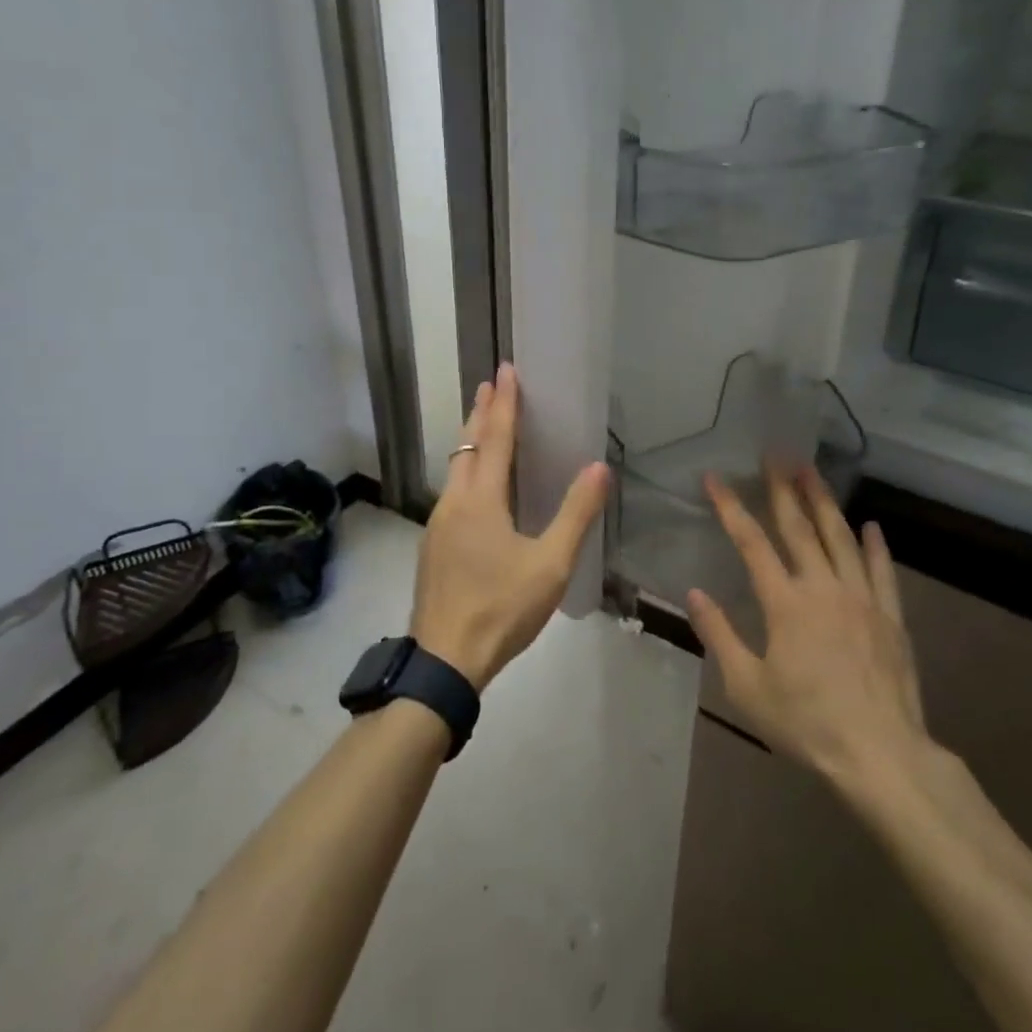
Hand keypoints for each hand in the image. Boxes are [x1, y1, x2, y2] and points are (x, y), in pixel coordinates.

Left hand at [410, 364, 609, 690]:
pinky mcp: (433, 545)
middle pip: (467, 445)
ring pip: (455, 468)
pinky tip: (476, 485)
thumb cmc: (501, 608)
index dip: (504, 403)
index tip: (506, 370)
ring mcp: (438, 524)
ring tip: (484, 424)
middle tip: (491, 384)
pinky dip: (466, 469)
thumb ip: (575, 514)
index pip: (496, 438)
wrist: (444, 661)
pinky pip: (452, 490)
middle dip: (481, 412)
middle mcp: (454, 502)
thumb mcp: (550, 565)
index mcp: (480, 500)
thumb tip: (598, 467)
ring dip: (471, 440)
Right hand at [688, 465, 942, 798]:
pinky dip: (876, 546)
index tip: (715, 478)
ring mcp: (862, 600)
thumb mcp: (747, 687)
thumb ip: (719, 635)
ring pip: (842, 538)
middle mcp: (824, 588)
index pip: (752, 543)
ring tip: (813, 471)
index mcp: (785, 603)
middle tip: (776, 454)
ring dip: (825, 501)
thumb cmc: (806, 723)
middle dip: (784, 488)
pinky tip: (871, 525)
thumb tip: (695, 593)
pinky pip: (883, 572)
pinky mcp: (891, 618)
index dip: (731, 507)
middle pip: (800, 527)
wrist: (881, 756)